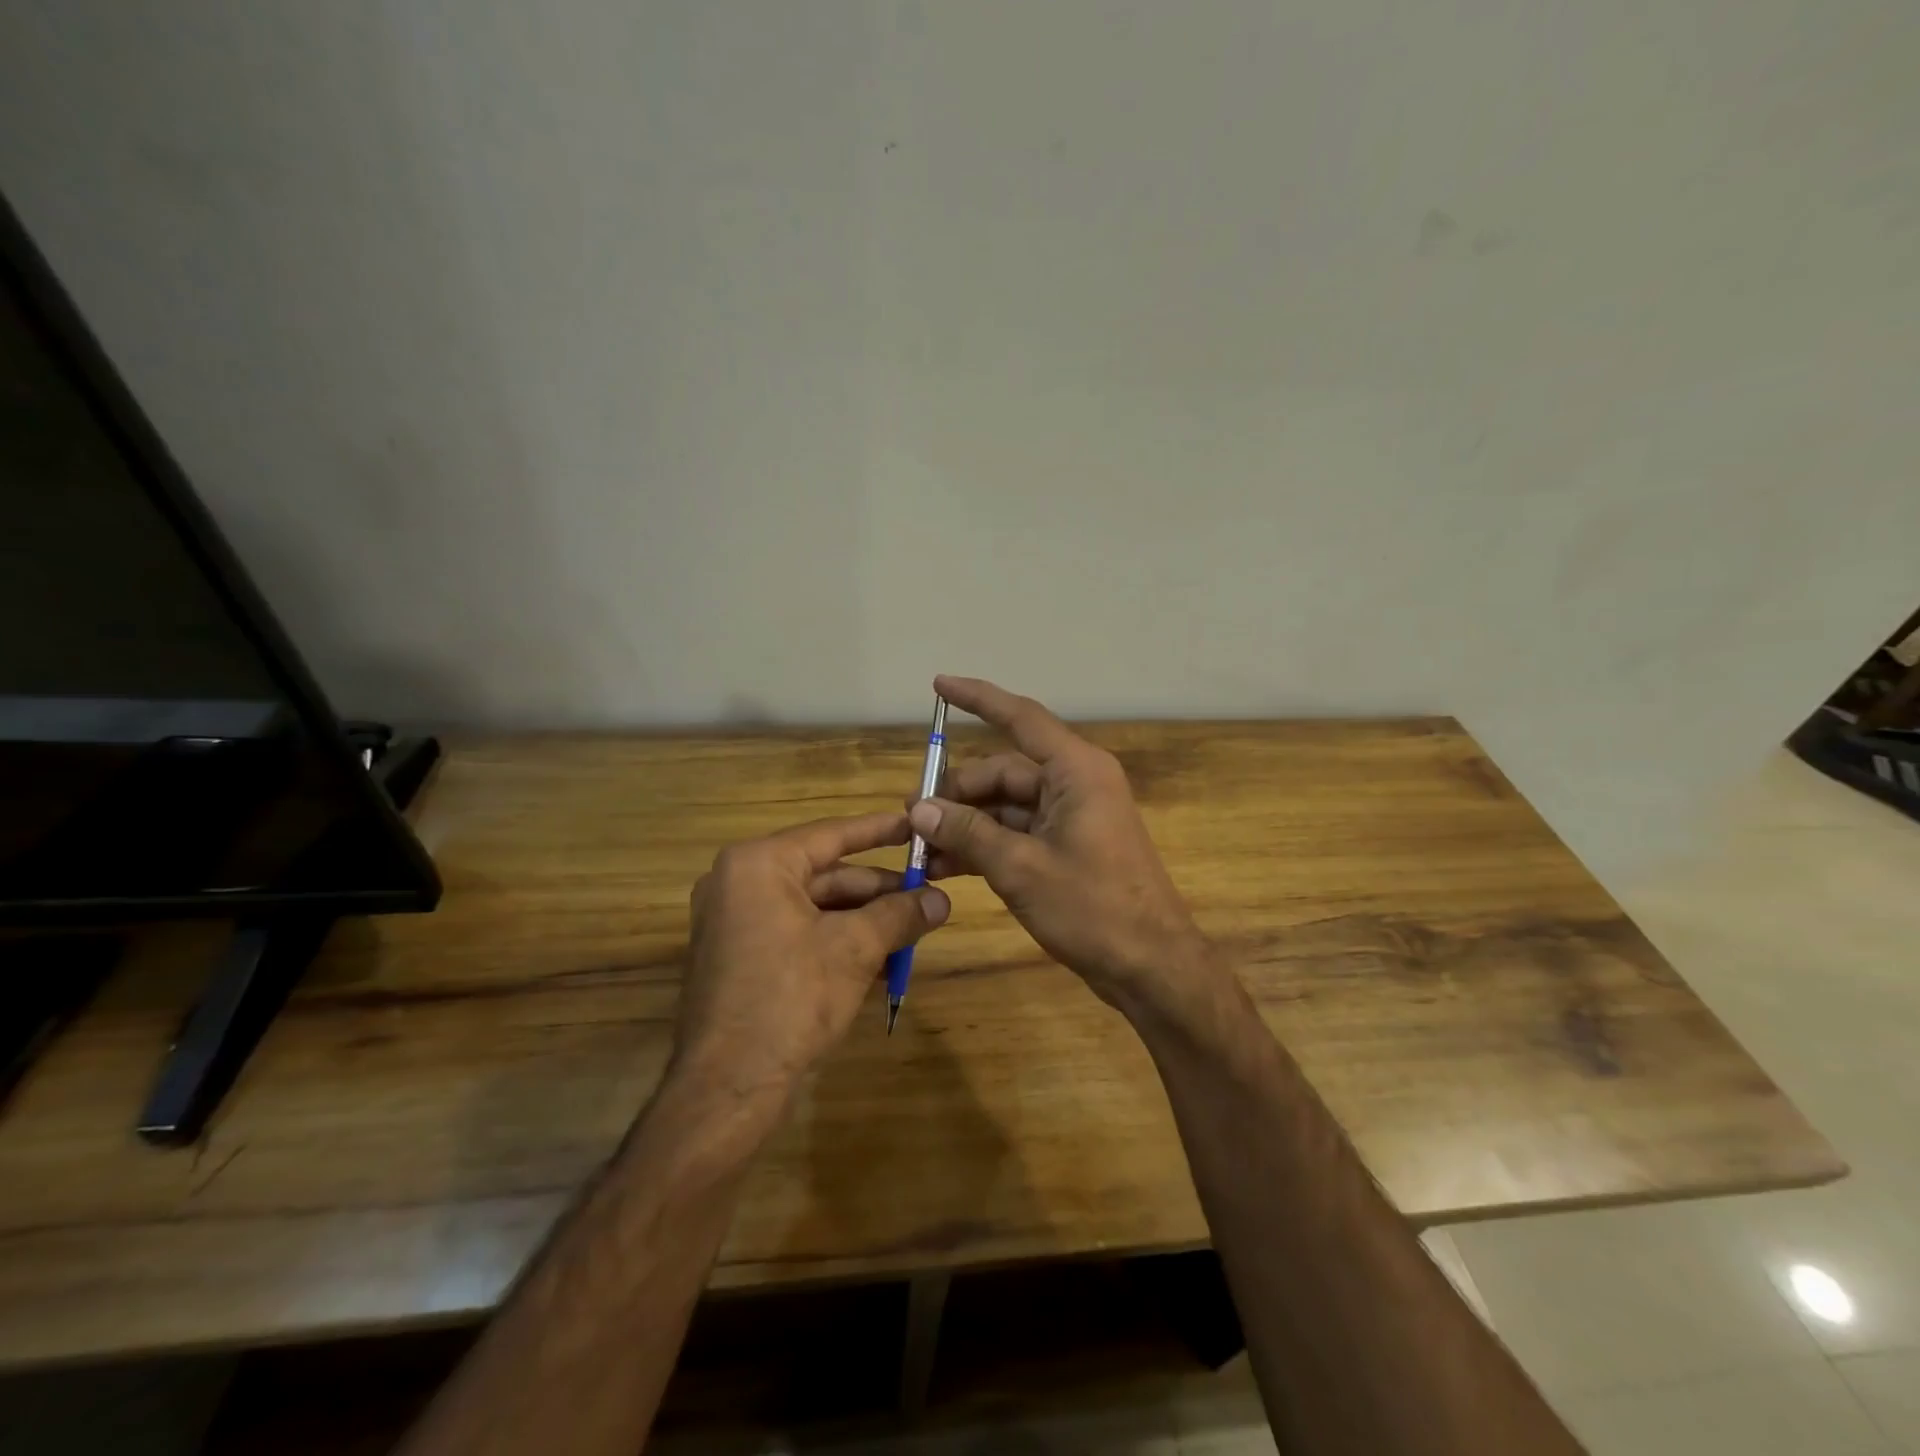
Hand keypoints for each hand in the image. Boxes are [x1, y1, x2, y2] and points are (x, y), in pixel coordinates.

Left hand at [674, 812, 949, 1098]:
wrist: (727, 1088)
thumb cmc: (790, 999)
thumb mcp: (855, 949)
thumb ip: (900, 915)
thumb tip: (943, 900)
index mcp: (759, 865)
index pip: (831, 835)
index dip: (879, 831)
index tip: (916, 825)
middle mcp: (740, 883)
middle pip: (825, 875)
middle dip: (879, 891)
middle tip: (927, 898)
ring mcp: (735, 922)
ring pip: (815, 908)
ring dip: (864, 921)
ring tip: (912, 933)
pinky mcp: (740, 957)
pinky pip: (798, 933)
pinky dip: (838, 942)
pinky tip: (881, 962)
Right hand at [908, 675, 1220, 1017]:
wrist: (1151, 966)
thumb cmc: (1093, 908)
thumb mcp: (1020, 868)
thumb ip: (968, 833)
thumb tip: (918, 809)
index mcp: (1076, 770)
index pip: (1021, 718)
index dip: (978, 699)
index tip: (939, 684)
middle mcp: (1075, 783)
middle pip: (1004, 771)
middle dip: (956, 793)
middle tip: (912, 819)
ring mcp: (1072, 816)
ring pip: (1005, 805)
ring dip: (965, 825)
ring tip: (921, 849)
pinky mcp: (1067, 847)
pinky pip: (1017, 832)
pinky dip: (985, 845)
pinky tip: (947, 866)